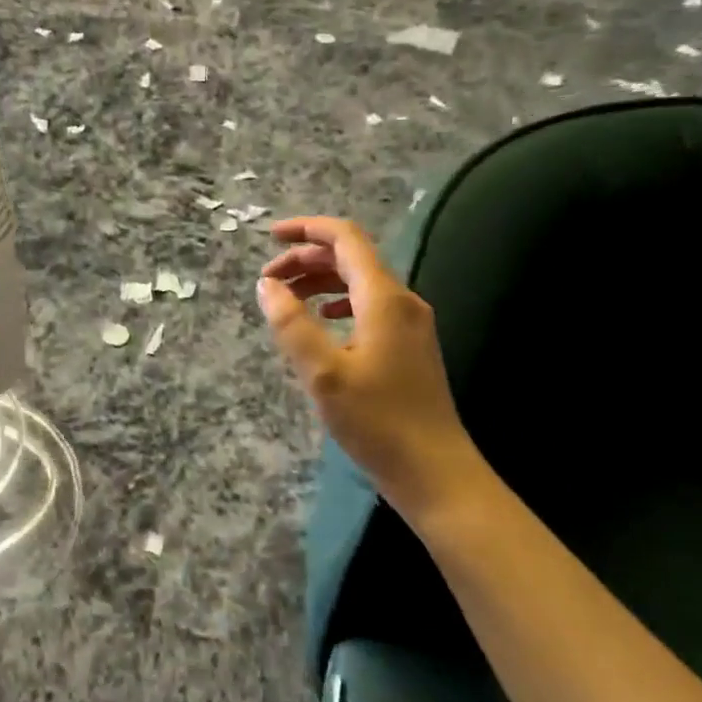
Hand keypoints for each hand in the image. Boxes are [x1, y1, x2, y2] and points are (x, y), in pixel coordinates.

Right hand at [256, 216, 491, 520]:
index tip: (269, 237)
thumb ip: (291, 324)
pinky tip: (323, 320)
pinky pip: (369, 305)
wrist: (435, 471)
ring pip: (360, 282)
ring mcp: (410, 323)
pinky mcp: (409, 345)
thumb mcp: (322, 373)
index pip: (345, 239)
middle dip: (306, 259)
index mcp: (383, 298)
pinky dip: (338, 302)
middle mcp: (402, 301)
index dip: (306, 230)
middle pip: (351, 258)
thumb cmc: (376, 421)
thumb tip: (267, 285)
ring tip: (286, 299)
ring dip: (320, 282)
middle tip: (268, 279)